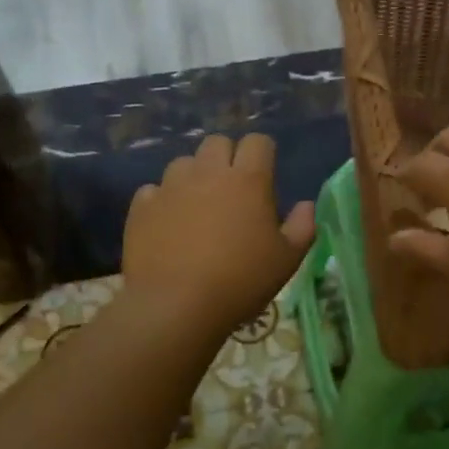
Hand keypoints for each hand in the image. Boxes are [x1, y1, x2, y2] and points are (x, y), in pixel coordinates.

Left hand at [123, 133, 315, 333]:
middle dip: (227, 157)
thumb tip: (306, 205)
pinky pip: (154, 190)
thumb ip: (302, 227)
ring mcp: (171, 186)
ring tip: (198, 206)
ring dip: (194, 176)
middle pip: (218, 142)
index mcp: (248, 180)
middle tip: (233, 189)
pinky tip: (168, 224)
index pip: (258, 142)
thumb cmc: (241, 281)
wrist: (175, 306)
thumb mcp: (287, 260)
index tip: (265, 177)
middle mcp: (208, 172)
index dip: (263, 153)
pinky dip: (163, 200)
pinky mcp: (142, 206)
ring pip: (184, 162)